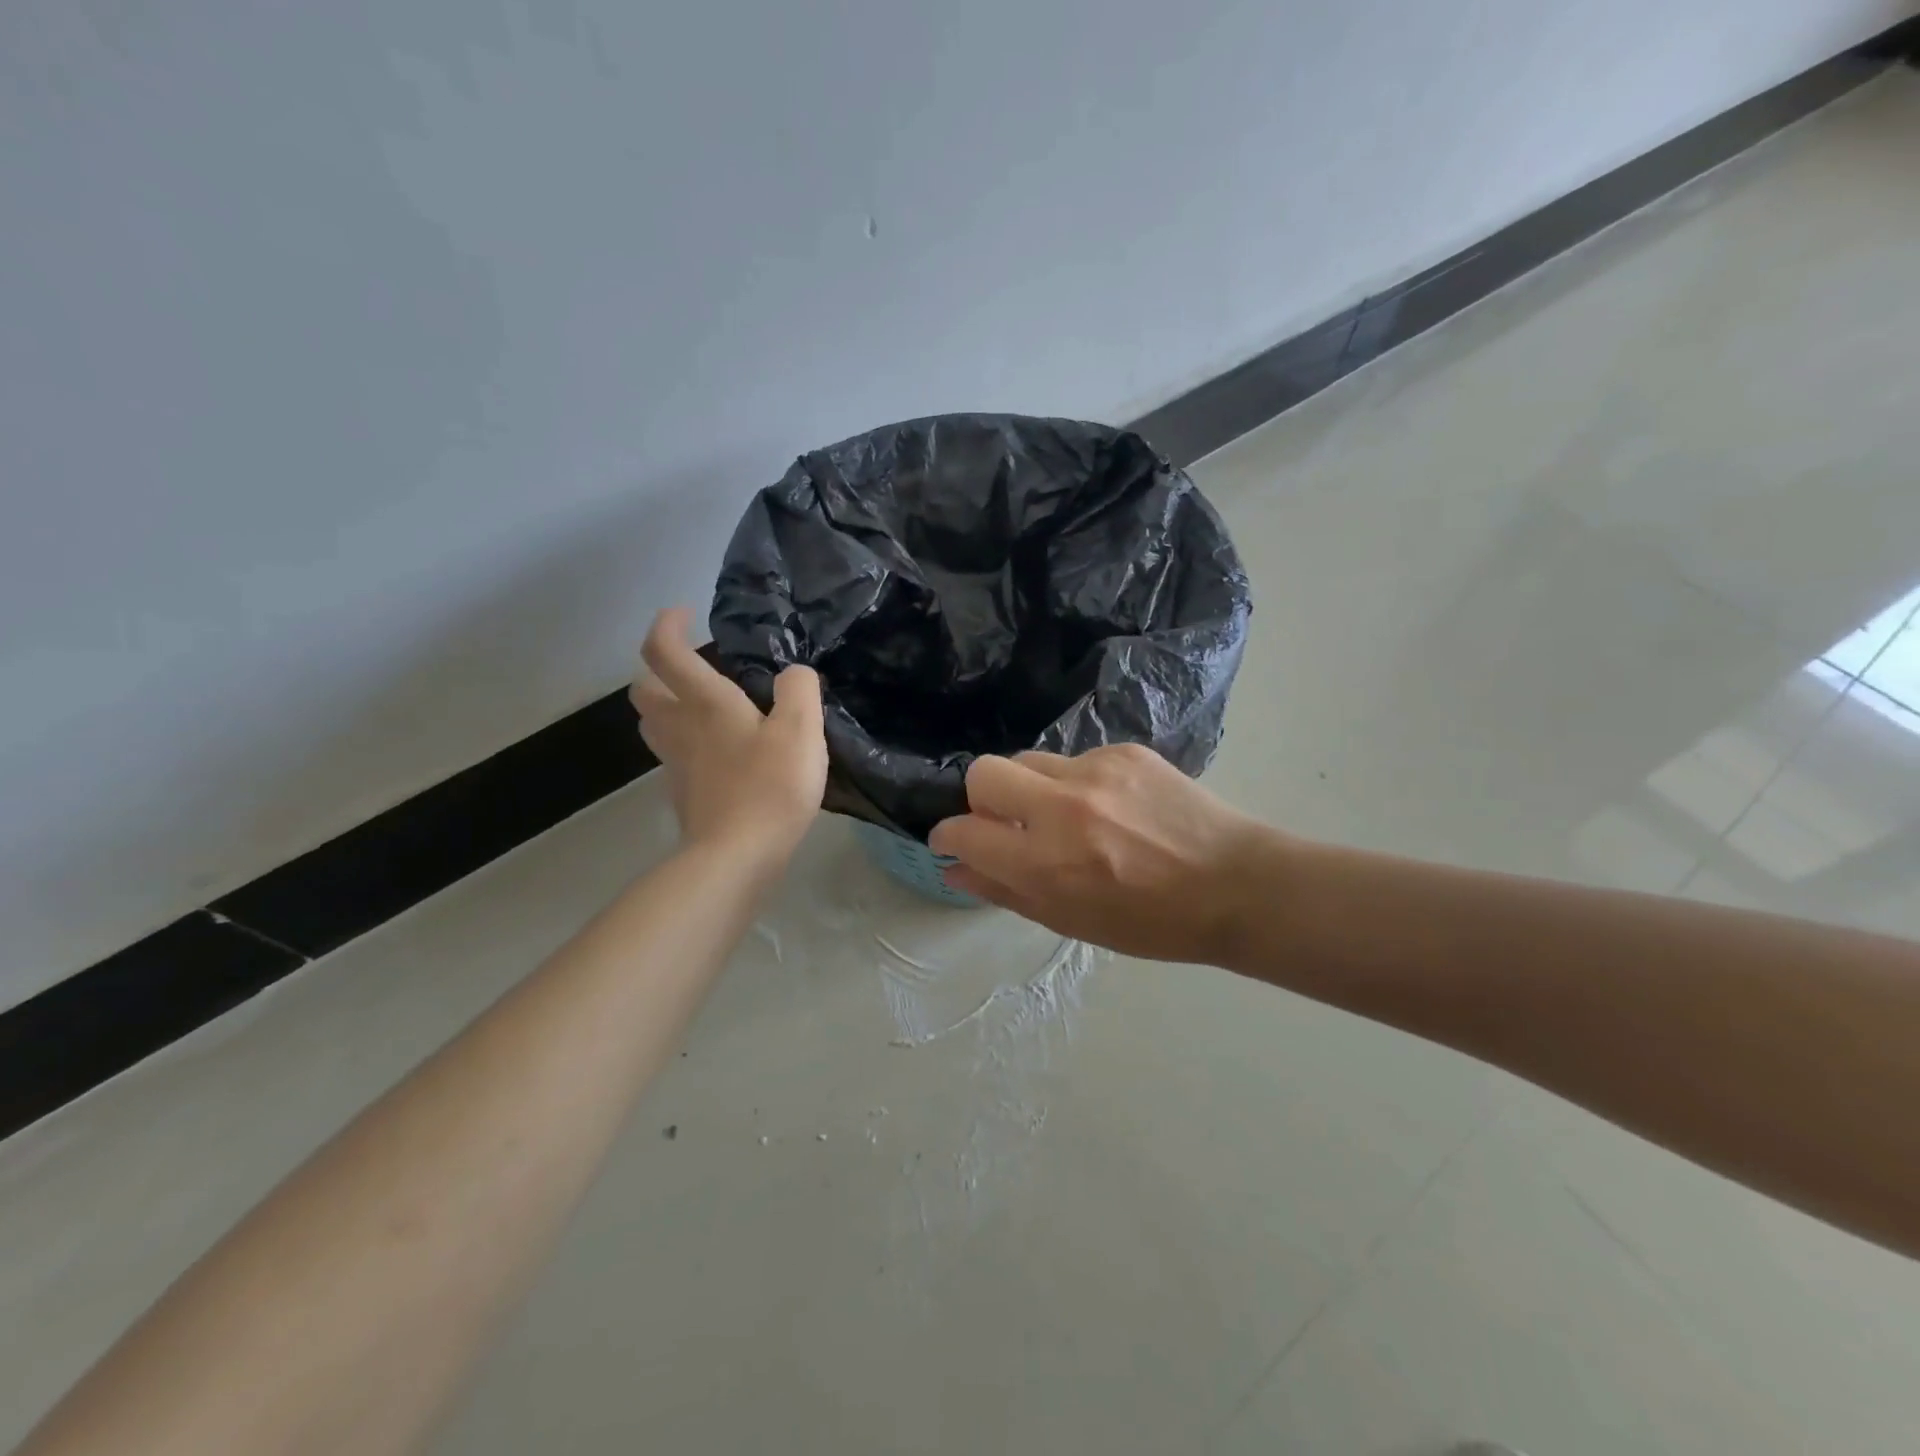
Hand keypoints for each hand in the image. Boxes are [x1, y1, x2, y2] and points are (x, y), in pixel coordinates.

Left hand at [630, 608, 826, 867]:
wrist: (737, 857)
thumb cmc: (770, 787)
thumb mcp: (801, 731)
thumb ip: (800, 691)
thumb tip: (792, 674)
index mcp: (705, 703)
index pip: (664, 651)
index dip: (666, 625)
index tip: (683, 613)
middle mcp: (680, 728)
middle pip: (644, 690)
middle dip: (658, 671)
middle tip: (692, 668)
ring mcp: (676, 765)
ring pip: (654, 725)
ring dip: (667, 707)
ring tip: (704, 708)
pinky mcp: (683, 795)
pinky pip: (674, 757)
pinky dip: (687, 745)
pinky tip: (718, 756)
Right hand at [929, 744, 1275, 964]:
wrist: (1236, 885)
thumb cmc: (1152, 922)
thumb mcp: (1071, 921)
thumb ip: (1006, 891)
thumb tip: (955, 867)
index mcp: (1047, 863)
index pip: (964, 831)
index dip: (949, 837)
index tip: (957, 842)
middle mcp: (1063, 808)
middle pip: (984, 772)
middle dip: (981, 798)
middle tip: (1007, 822)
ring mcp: (1096, 772)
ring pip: (1029, 760)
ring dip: (1032, 788)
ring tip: (1067, 816)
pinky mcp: (1125, 751)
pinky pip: (1076, 759)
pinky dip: (1077, 782)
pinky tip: (1111, 807)